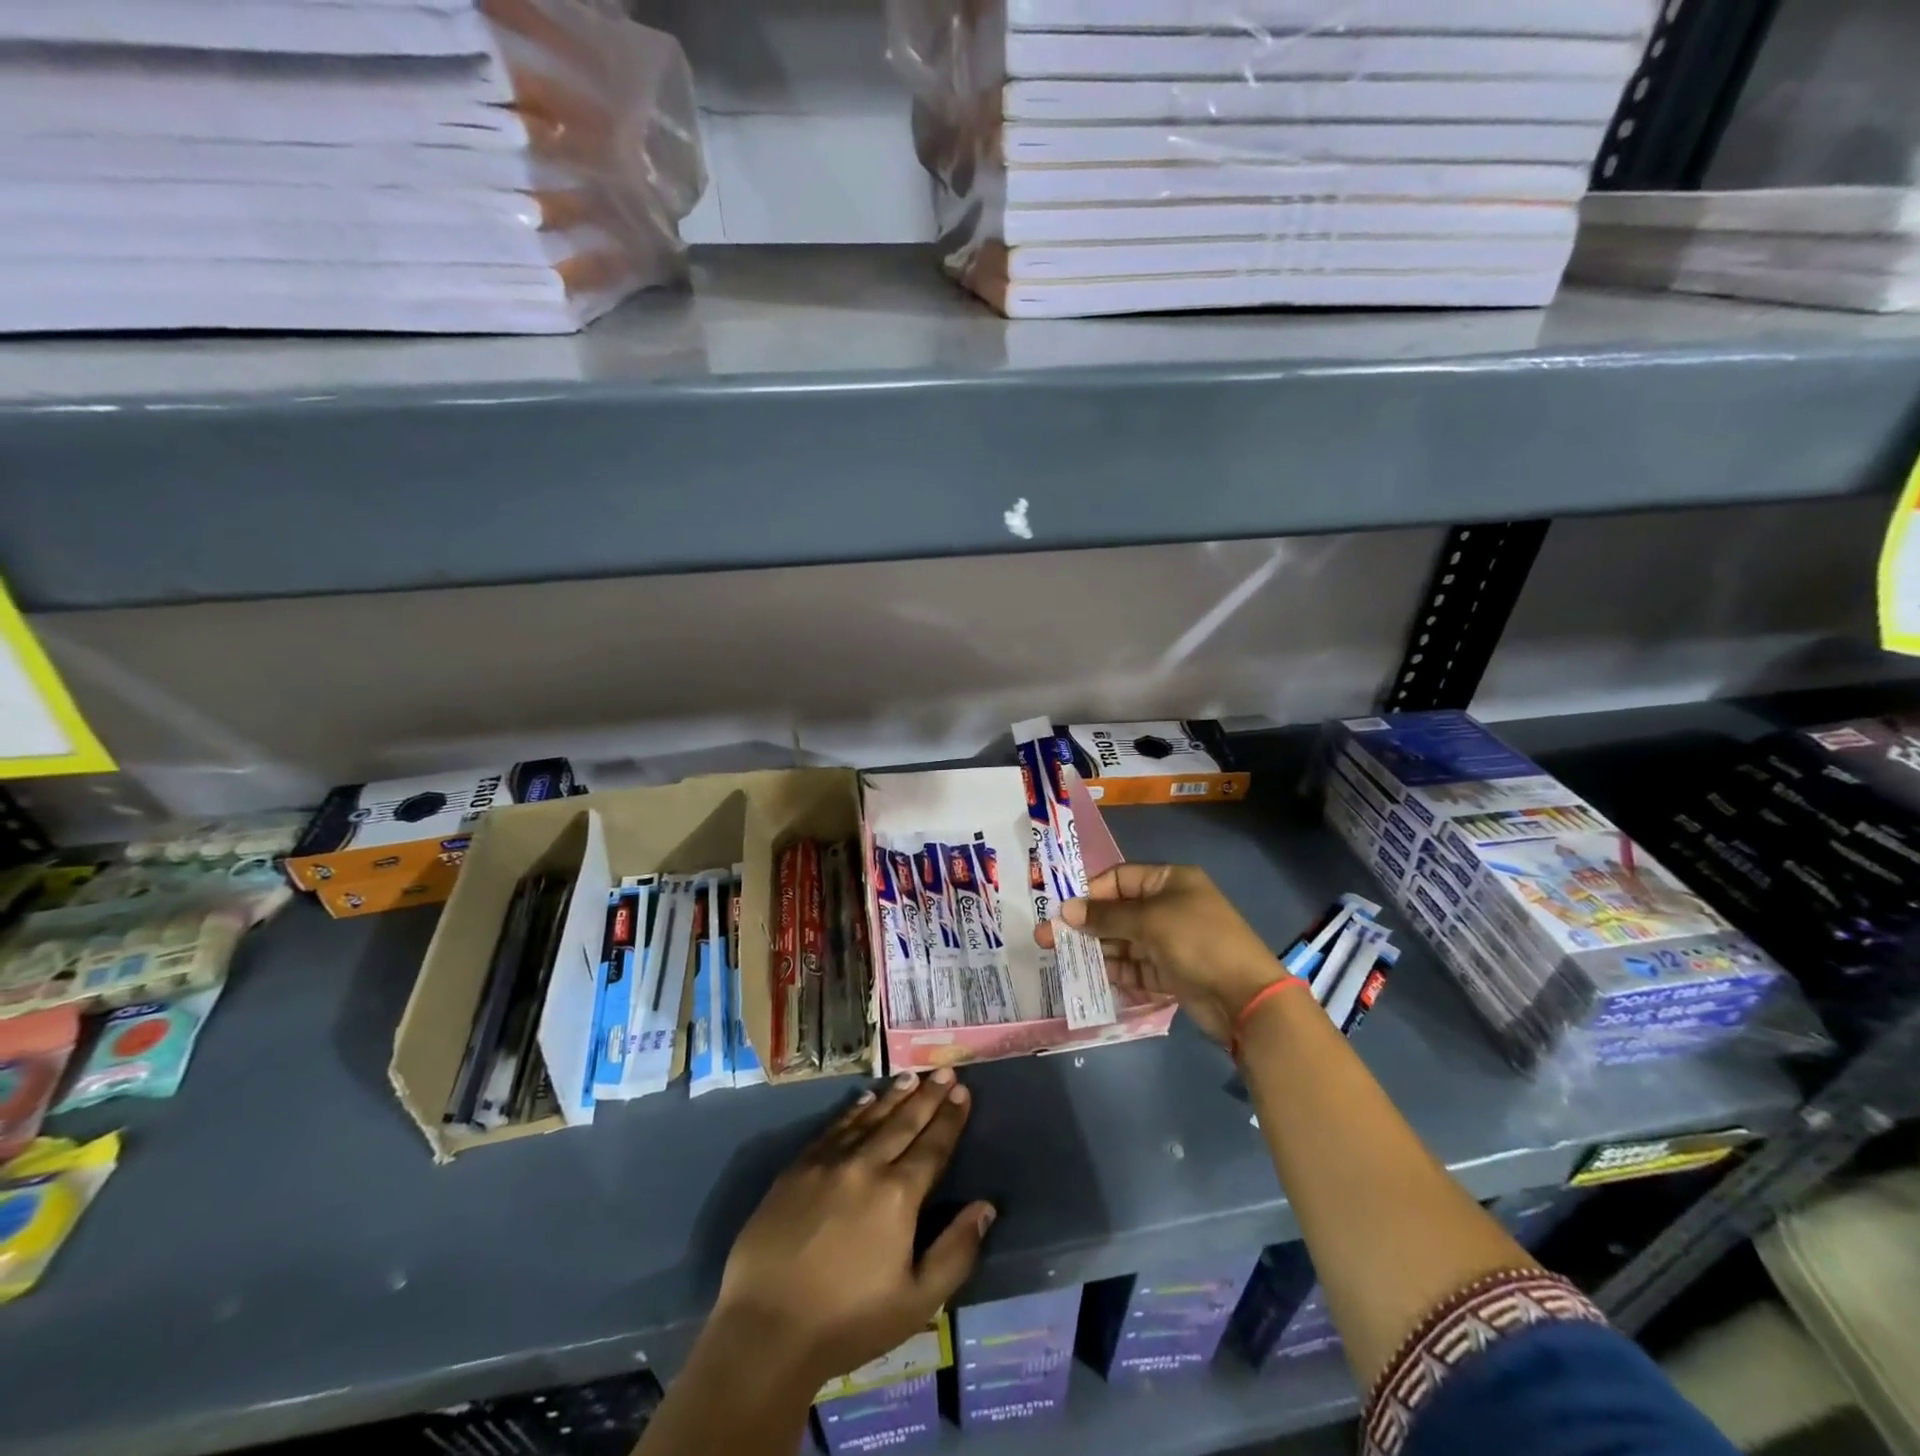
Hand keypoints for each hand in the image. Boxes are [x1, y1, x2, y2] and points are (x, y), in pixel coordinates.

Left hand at [713, 1069, 995, 1386]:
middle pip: (904, 1123)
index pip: (932, 1146)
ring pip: (869, 1118)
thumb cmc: (847, 1321)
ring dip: (894, 1096)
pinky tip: (866, 1099)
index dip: (950, 1118)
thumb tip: (985, 1207)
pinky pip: (834, 1127)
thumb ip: (956, 1252)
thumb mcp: (916, 1302)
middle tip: (944, 1070)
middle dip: (928, 1095)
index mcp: (898, 1196)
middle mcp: (866, 1166)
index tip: (963, 1090)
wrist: (766, 1329)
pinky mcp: (797, 1168)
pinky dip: (854, 1110)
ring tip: (911, 1076)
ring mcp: (828, 1162)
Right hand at [1037, 864, 1280, 1044]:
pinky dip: (1116, 971)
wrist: (1246, 998)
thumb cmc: (1197, 941)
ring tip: (1063, 960)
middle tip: (1049, 939)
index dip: (1091, 893)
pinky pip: (1135, 967)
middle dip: (1086, 925)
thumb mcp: (1149, 921)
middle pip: (1119, 912)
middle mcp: (1169, 907)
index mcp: (1170, 881)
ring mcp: (1171, 942)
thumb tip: (1066, 911)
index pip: (1121, 878)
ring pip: (1124, 941)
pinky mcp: (1171, 972)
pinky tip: (1091, 977)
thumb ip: (1106, 916)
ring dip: (1097, 949)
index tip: (1063, 911)